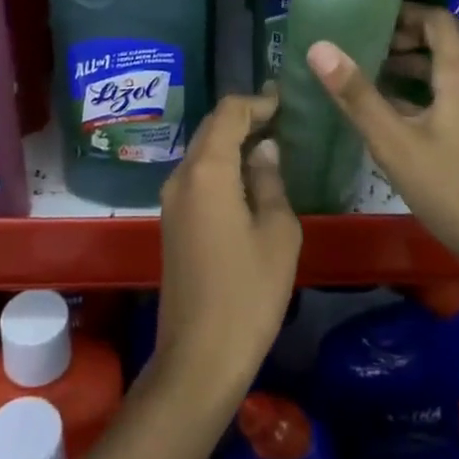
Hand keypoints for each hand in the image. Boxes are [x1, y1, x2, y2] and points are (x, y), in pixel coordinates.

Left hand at [151, 92, 301, 406]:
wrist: (199, 357)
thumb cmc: (247, 293)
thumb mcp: (277, 233)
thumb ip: (270, 181)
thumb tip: (265, 149)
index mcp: (207, 171)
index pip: (228, 113)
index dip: (258, 101)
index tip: (287, 102)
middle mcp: (181, 176)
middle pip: (211, 128)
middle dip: (245, 118)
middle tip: (284, 119)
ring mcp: (171, 200)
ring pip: (203, 153)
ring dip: (233, 142)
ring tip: (272, 144)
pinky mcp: (172, 222)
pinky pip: (198, 177)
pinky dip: (223, 166)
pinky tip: (250, 179)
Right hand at [306, 5, 458, 290]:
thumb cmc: (447, 188)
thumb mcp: (392, 142)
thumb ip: (356, 94)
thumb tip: (319, 47)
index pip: (439, 20)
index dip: (407, 13)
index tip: (372, 19)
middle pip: (457, 35)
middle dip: (419, 31)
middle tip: (383, 41)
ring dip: (428, 57)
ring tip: (385, 69)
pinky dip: (437, 81)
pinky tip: (405, 107)